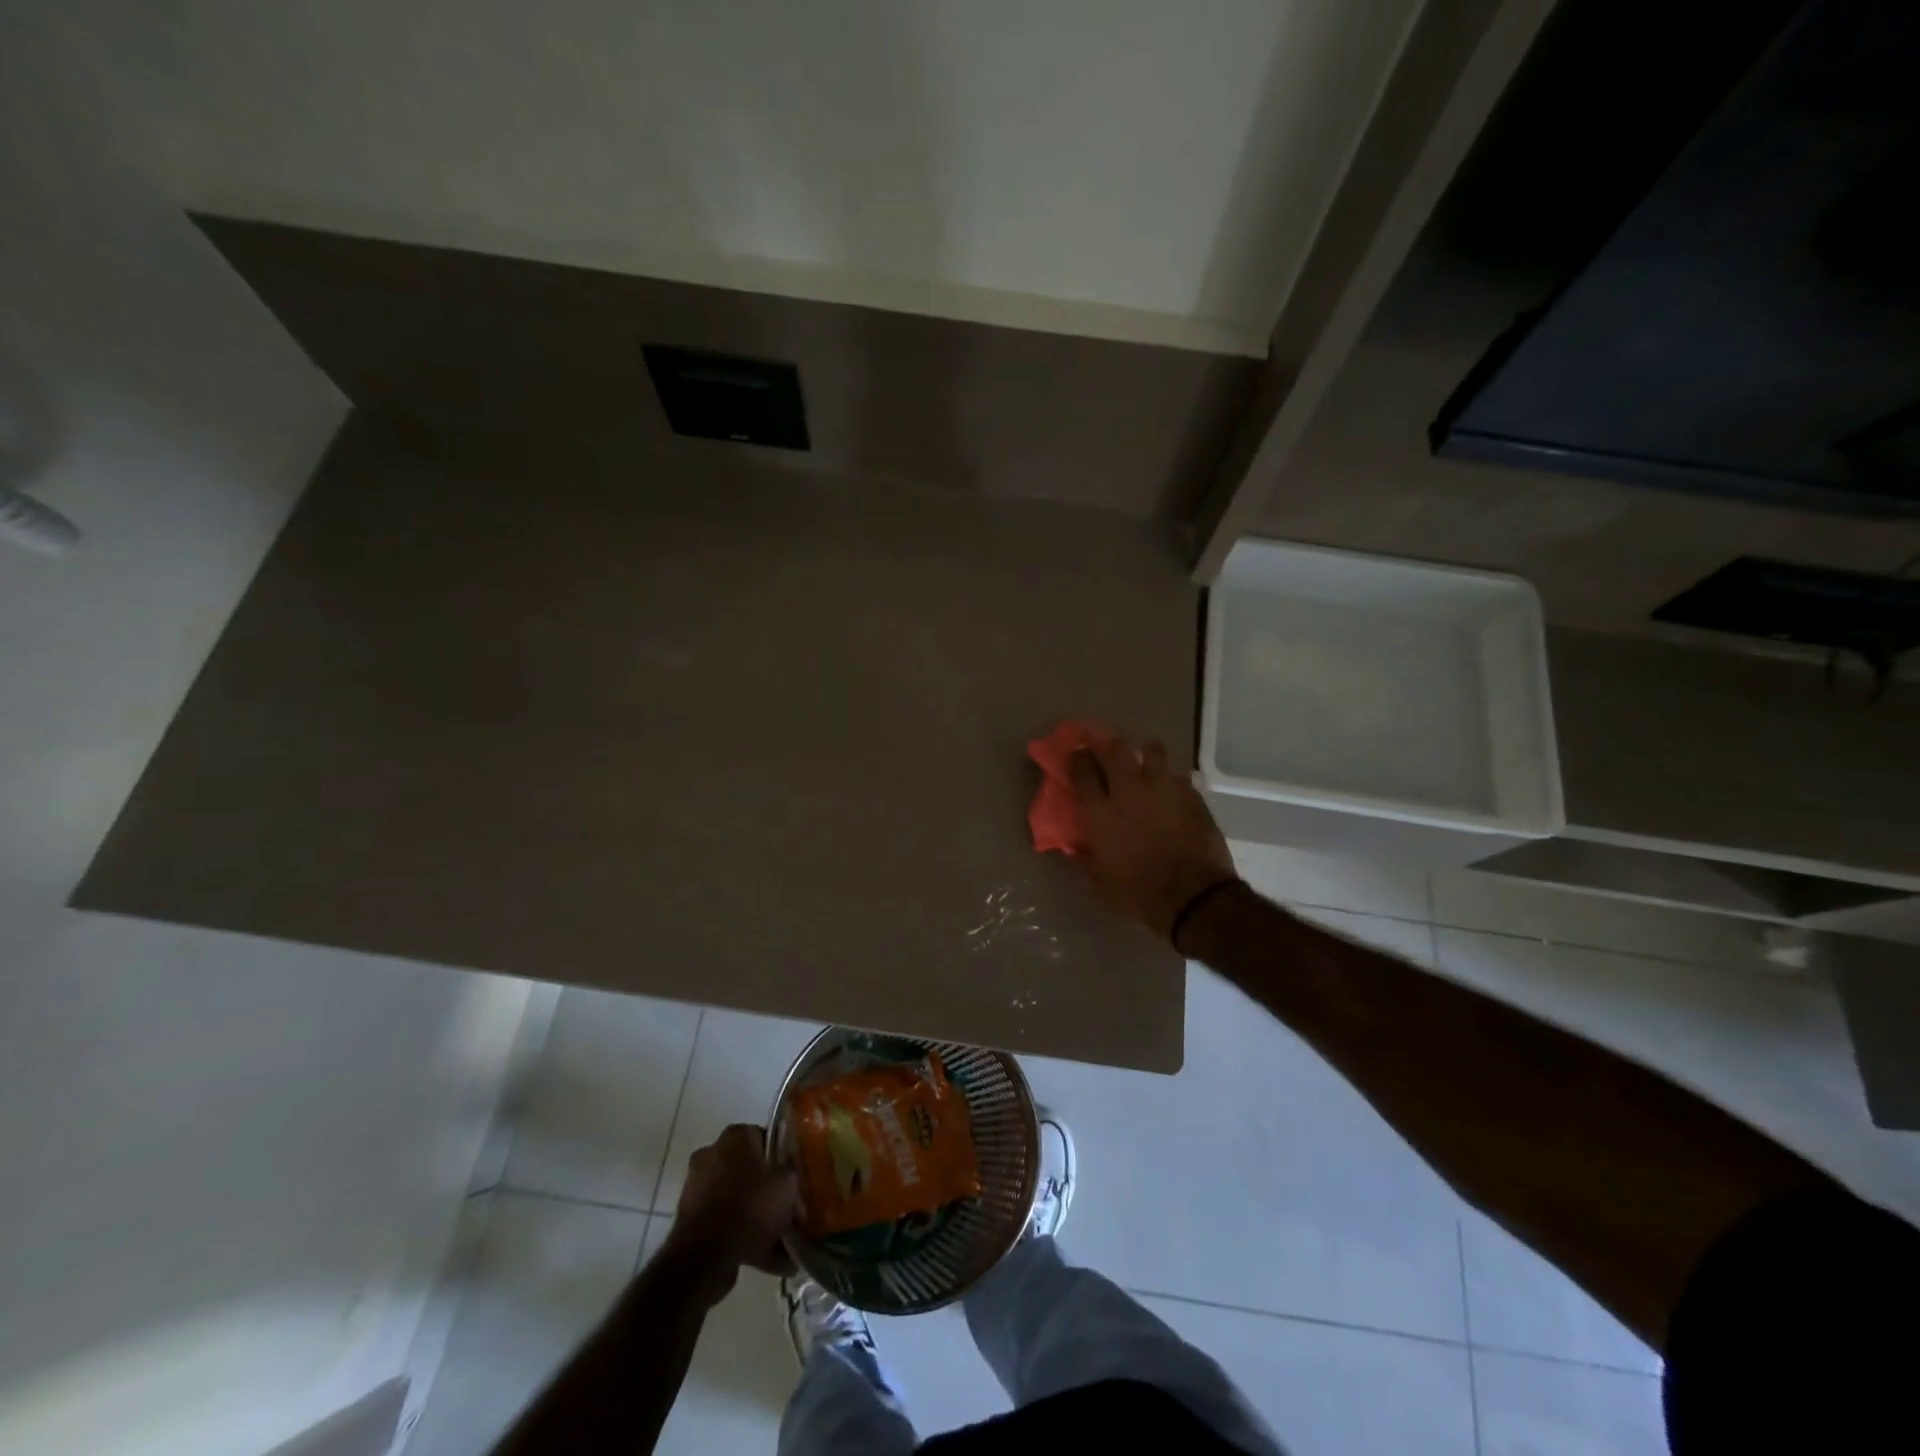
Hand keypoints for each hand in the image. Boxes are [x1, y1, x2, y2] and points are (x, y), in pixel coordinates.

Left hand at [664, 1124, 797, 1283]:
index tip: (794, 1178)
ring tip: (781, 1242)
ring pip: (738, 1198)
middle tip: (789, 1209)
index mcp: (735, 1136)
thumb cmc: (750, 1207)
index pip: (766, 1138)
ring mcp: (697, 1187)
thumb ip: (793, 1171)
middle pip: (750, 1170)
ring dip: (757, 1216)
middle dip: (768, 1190)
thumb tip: (792, 1170)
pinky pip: (725, 1222)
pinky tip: (767, 1258)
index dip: (783, 1158)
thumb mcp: (788, 1183)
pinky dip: (742, 1236)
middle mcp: (712, 1154)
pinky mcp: (690, 1218)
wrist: (703, 1259)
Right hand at [1068, 731, 1237, 946]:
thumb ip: (1083, 858)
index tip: (1076, 756)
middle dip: (1106, 744)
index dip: (1077, 759)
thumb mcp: (1099, 882)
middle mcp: (1128, 790)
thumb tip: (1073, 846)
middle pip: (1114, 749)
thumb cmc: (1138, 894)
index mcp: (1100, 812)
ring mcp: (1163, 788)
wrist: (1193, 897)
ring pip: (1152, 750)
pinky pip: (1177, 774)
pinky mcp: (1190, 794)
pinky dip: (1170, 777)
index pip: (1081, 771)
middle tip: (1105, 749)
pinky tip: (1170, 788)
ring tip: (1144, 760)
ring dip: (1145, 752)